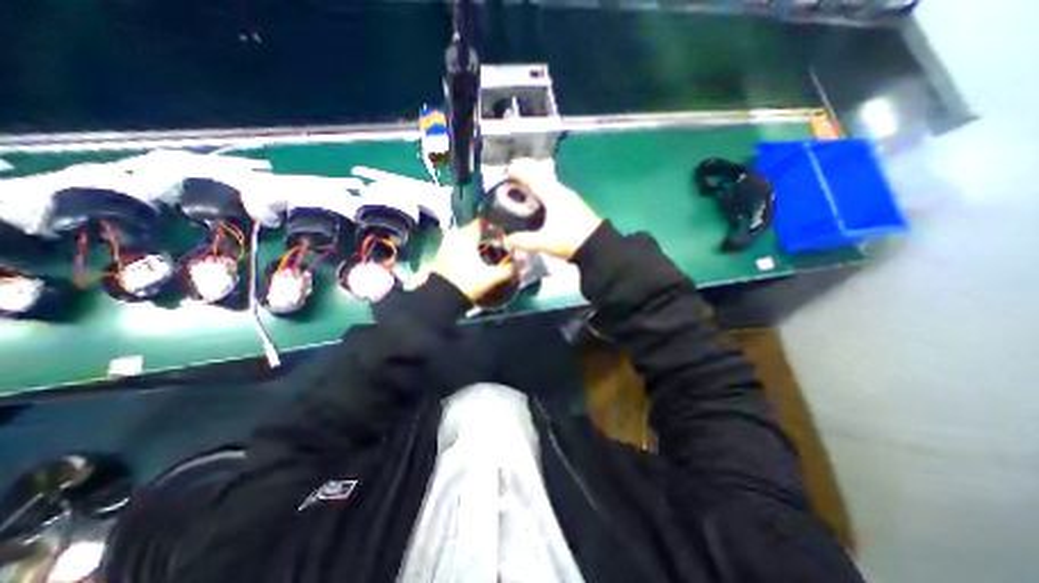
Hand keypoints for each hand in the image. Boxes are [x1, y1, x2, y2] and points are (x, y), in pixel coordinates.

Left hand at [422, 219, 515, 300]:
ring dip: (476, 245)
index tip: (504, 234)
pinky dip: (467, 252)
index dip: (496, 225)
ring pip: (465, 240)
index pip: (482, 221)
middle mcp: (453, 237)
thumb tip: (521, 265)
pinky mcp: (440, 257)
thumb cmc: (466, 284)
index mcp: (465, 236)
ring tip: (488, 255)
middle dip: (487, 236)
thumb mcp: (491, 278)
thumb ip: (509, 270)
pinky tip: (474, 263)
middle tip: (499, 245)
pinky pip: (457, 248)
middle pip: (474, 230)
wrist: (439, 300)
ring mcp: (444, 247)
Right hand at [501, 157, 601, 259]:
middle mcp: (562, 193)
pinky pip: (555, 193)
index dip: (521, 172)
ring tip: (525, 189)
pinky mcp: (575, 207)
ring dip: (537, 184)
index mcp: (554, 196)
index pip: (534, 178)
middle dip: (528, 175)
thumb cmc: (570, 240)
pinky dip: (545, 193)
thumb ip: (524, 241)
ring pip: (550, 185)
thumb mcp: (545, 242)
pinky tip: (542, 203)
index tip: (509, 169)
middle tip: (514, 177)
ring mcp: (571, 199)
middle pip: (542, 178)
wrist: (598, 247)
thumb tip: (507, 241)